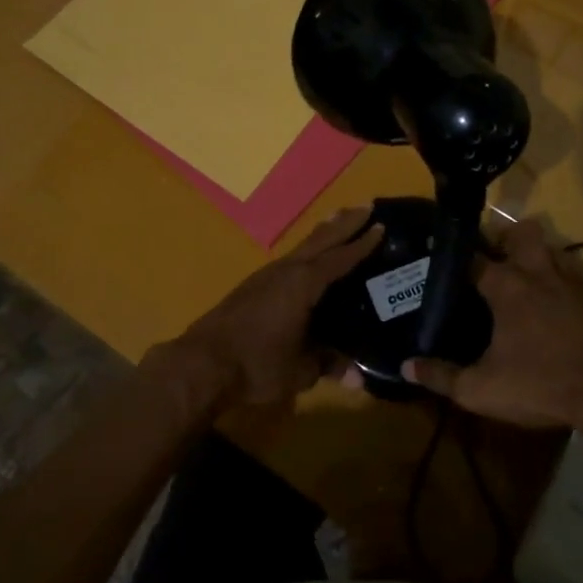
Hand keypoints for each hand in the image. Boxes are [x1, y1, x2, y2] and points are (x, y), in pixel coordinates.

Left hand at [148, 208, 383, 414]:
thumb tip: (358, 377)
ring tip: (337, 221)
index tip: (381, 225)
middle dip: (344, 223)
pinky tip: (305, 260)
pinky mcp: (251, 287)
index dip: (362, 244)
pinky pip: (289, 260)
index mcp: (303, 284)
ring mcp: (265, 276)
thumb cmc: (257, 364)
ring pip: (302, 247)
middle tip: (365, 205)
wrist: (201, 363)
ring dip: (323, 233)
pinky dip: (306, 251)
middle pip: (320, 240)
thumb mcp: (300, 370)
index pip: (340, 259)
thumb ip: (328, 366)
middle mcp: (286, 271)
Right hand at [403, 219, 582, 460]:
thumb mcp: (481, 390)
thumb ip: (441, 376)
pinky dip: (562, 279)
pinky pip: (574, 273)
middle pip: (519, 234)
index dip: (452, 253)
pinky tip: (557, 301)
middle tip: (492, 257)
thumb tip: (405, 366)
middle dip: (504, 238)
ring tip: (524, 277)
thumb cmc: (541, 386)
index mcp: (506, 287)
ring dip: (535, 254)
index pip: (471, 257)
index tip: (437, 251)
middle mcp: (537, 272)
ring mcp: (571, 281)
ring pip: (550, 248)